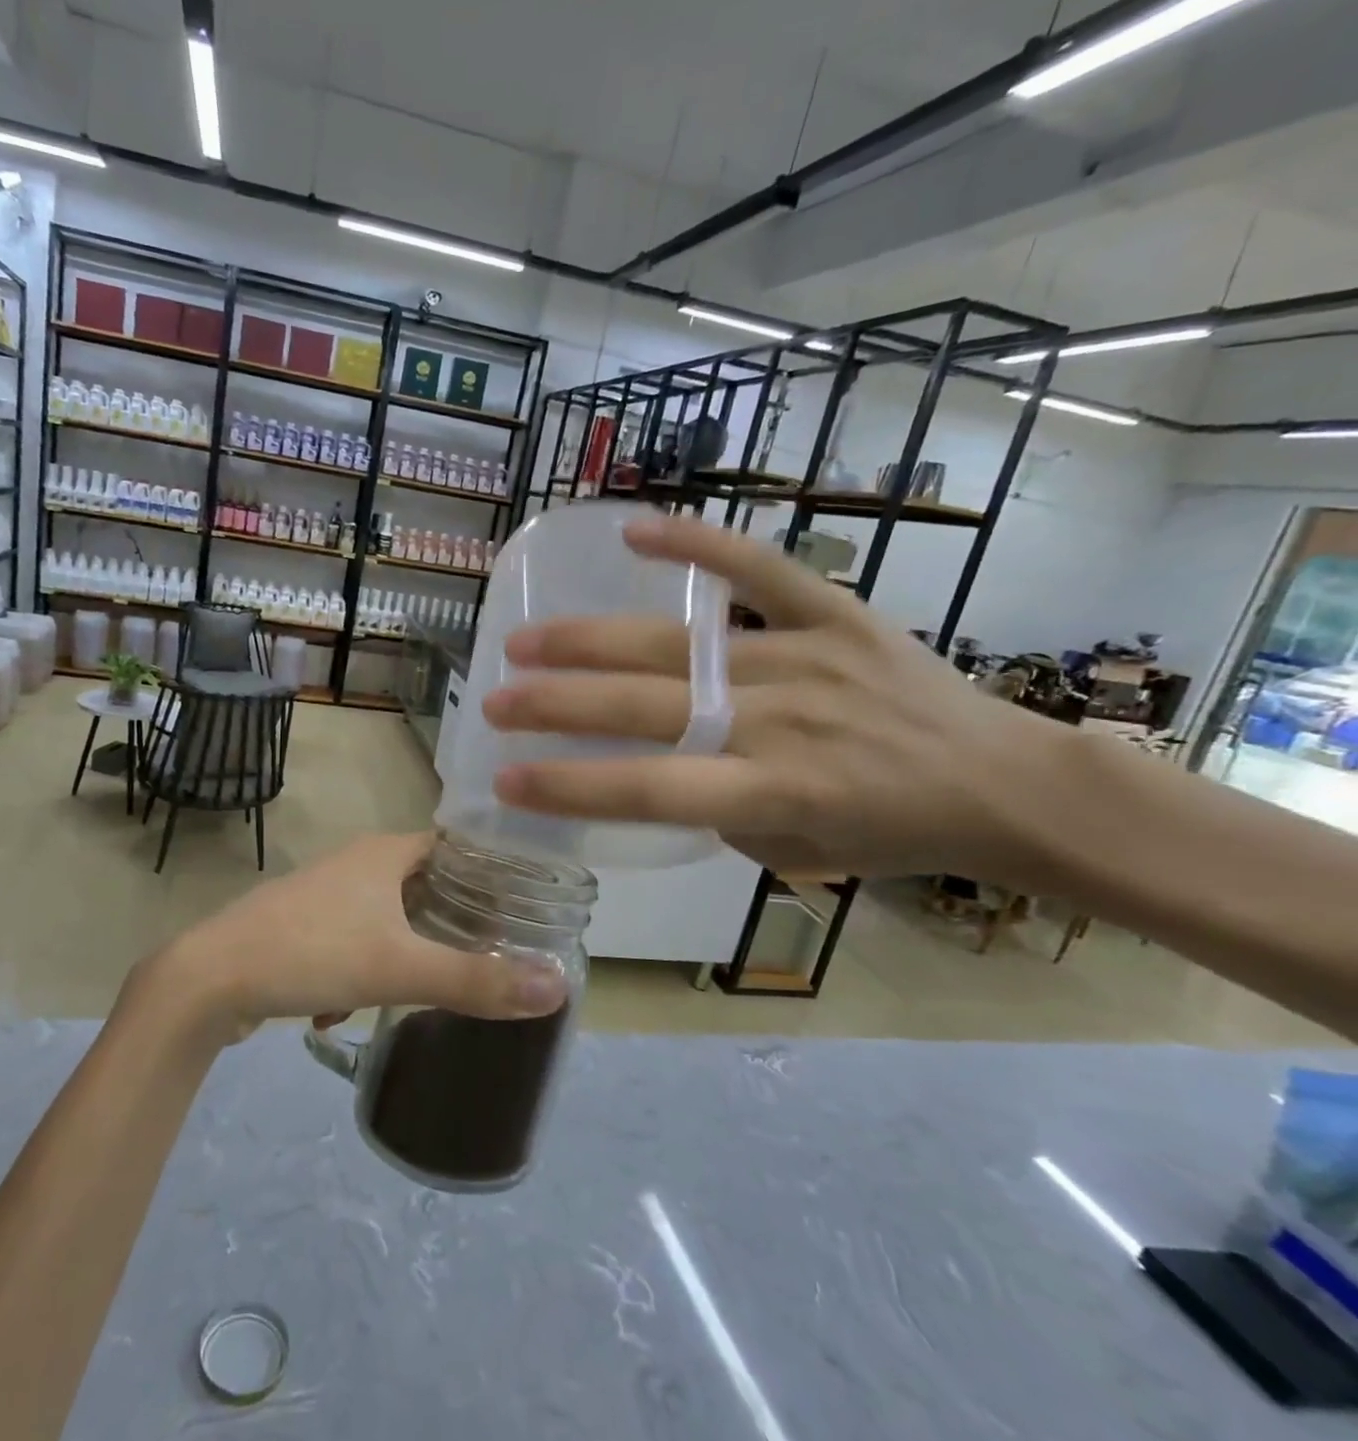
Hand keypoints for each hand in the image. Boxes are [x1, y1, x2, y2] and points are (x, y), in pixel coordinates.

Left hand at [128, 833, 569, 1044]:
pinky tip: (347, 1010)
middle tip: (488, 953)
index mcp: (384, 854)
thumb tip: (557, 985)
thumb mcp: (400, 968)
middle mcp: (356, 863)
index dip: (489, 870)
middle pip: (423, 883)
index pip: (454, 845)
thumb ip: (476, 980)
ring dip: (405, 950)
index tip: (523, 904)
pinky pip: (350, 941)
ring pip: (386, 916)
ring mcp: (325, 894)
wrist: (210, 979)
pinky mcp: (301, 926)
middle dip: (451, 920)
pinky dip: (361, 969)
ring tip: (429, 988)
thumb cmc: (312, 952)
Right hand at [480, 514, 1062, 881]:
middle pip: (646, 709)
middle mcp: (782, 722)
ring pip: (679, 646)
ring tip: (526, 640)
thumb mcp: (794, 851)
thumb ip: (716, 810)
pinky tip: (633, 531)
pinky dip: (697, 546)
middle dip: (557, 706)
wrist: (1004, 780)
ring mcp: (807, 658)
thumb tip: (658, 763)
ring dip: (592, 642)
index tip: (504, 777)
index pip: (648, 791)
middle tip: (493, 699)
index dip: (569, 786)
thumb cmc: (891, 834)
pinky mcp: (836, 613)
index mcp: (775, 793)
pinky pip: (760, 570)